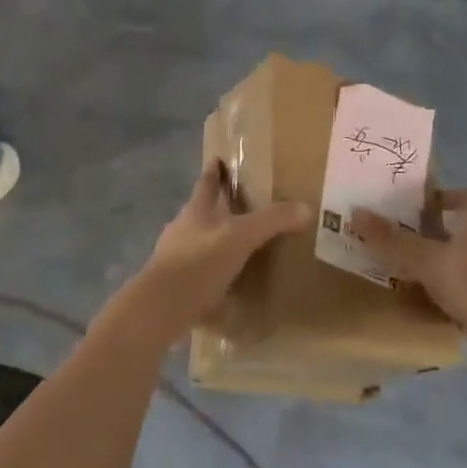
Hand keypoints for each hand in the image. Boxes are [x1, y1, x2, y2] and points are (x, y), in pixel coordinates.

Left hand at [123, 159, 310, 343]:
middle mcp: (182, 229)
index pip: (206, 183)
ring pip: (197, 242)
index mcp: (196, 210)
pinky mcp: (173, 286)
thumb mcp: (241, 236)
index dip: (214, 171)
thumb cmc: (200, 261)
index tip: (218, 160)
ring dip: (213, 242)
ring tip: (237, 249)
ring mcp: (173, 258)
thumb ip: (272, 221)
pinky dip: (210, 274)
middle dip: (217, 208)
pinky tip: (224, 286)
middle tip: (240, 207)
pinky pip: (197, 274)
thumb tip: (305, 208)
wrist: (161, 307)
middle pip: (200, 212)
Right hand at [352, 188, 466, 330]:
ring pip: (463, 260)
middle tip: (405, 235)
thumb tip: (356, 212)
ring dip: (440, 262)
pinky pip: (465, 288)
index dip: (446, 196)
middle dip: (435, 232)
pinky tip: (426, 299)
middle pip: (462, 229)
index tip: (421, 203)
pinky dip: (447, 290)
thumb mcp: (422, 257)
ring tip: (410, 268)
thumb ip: (391, 238)